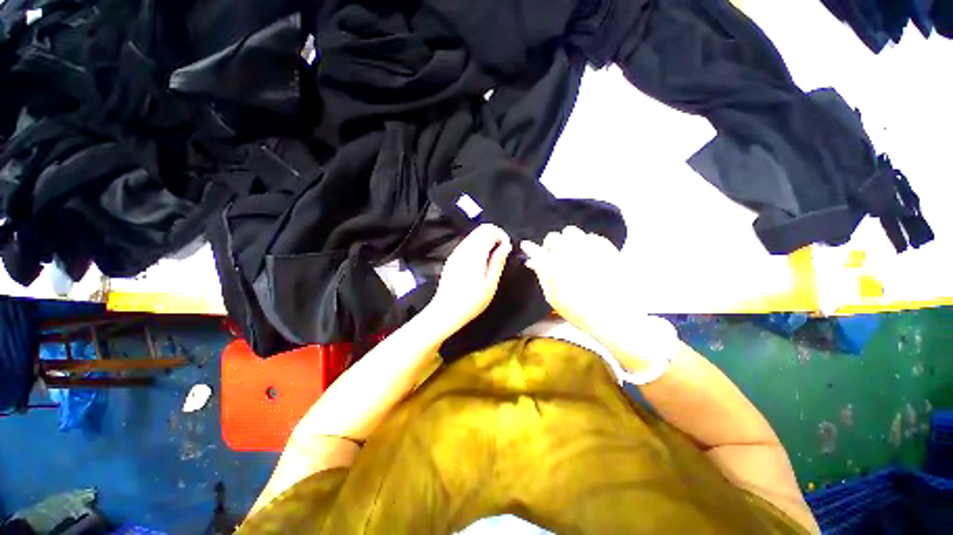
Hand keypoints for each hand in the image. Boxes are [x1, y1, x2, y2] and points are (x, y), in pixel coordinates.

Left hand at [426, 224, 511, 334]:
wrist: (446, 311)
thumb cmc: (471, 301)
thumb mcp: (490, 284)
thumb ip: (498, 261)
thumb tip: (505, 246)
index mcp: (474, 253)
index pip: (489, 230)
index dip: (501, 235)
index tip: (506, 249)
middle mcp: (463, 249)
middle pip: (480, 230)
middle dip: (494, 237)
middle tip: (501, 254)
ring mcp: (456, 253)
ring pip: (473, 236)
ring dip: (486, 242)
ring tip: (491, 260)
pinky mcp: (452, 259)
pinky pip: (467, 244)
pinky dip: (477, 247)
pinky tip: (480, 264)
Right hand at [520, 226, 634, 345]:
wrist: (615, 316)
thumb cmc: (579, 312)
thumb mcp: (553, 298)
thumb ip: (542, 276)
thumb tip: (534, 262)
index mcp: (553, 266)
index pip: (536, 250)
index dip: (530, 248)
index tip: (527, 245)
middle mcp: (569, 251)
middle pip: (553, 237)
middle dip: (551, 246)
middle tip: (555, 257)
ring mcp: (589, 247)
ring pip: (571, 231)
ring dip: (568, 241)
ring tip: (572, 253)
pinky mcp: (606, 247)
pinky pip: (591, 236)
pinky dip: (586, 243)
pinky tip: (589, 256)